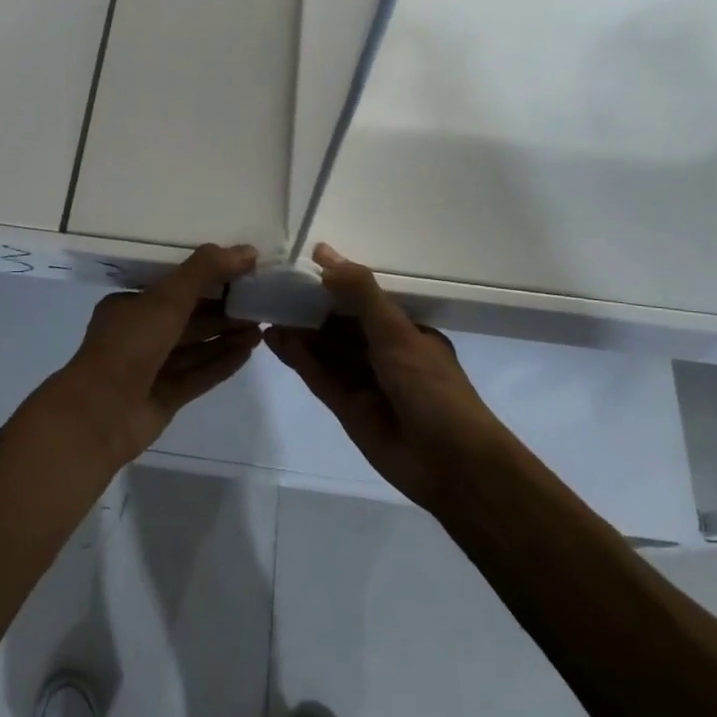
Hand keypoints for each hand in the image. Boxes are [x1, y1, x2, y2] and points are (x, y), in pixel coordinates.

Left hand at [48, 244, 261, 469]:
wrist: (100, 414)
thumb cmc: (129, 345)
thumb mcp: (167, 298)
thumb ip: (205, 271)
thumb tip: (247, 251)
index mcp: (129, 307)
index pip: (173, 289)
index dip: (207, 280)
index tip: (240, 275)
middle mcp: (138, 335)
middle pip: (187, 319)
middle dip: (222, 311)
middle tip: (258, 302)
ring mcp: (150, 369)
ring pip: (194, 348)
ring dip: (225, 337)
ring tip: (260, 327)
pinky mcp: (164, 397)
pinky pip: (198, 374)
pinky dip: (221, 363)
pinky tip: (248, 352)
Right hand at [266, 244, 505, 511]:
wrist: (450, 462)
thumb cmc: (431, 387)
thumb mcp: (396, 332)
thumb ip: (360, 294)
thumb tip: (323, 254)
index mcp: (406, 332)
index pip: (364, 301)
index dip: (334, 285)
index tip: (299, 268)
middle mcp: (385, 354)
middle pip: (340, 326)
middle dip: (310, 309)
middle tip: (272, 290)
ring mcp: (365, 382)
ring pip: (326, 351)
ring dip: (299, 332)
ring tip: (265, 311)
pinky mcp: (347, 408)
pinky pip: (319, 377)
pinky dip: (298, 359)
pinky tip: (274, 340)